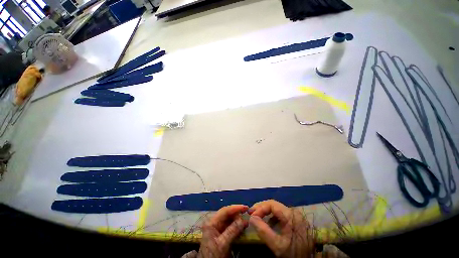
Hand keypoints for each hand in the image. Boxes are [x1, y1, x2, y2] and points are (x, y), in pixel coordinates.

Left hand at [198, 205, 248, 257]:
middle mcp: (214, 223)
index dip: (235, 208)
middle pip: (227, 214)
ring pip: (230, 220)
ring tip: (246, 220)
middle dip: (237, 213)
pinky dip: (237, 226)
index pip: (225, 211)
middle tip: (247, 213)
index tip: (245, 207)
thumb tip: (243, 219)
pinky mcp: (222, 234)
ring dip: (238, 219)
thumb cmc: (213, 255)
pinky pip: (231, 226)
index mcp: (212, 222)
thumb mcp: (223, 243)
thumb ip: (232, 231)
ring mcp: (218, 228)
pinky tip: (243, 227)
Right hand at [249, 200, 313, 257]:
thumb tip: (251, 218)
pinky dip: (271, 217)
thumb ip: (263, 231)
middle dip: (261, 208)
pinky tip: (267, 223)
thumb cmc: (294, 253)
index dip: (260, 208)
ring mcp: (294, 216)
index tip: (251, 216)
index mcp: (290, 215)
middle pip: (273, 204)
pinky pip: (280, 214)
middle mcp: (293, 212)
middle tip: (251, 213)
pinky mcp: (294, 220)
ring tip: (257, 217)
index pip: (271, 204)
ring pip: (276, 209)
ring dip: (265, 212)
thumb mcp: (277, 245)